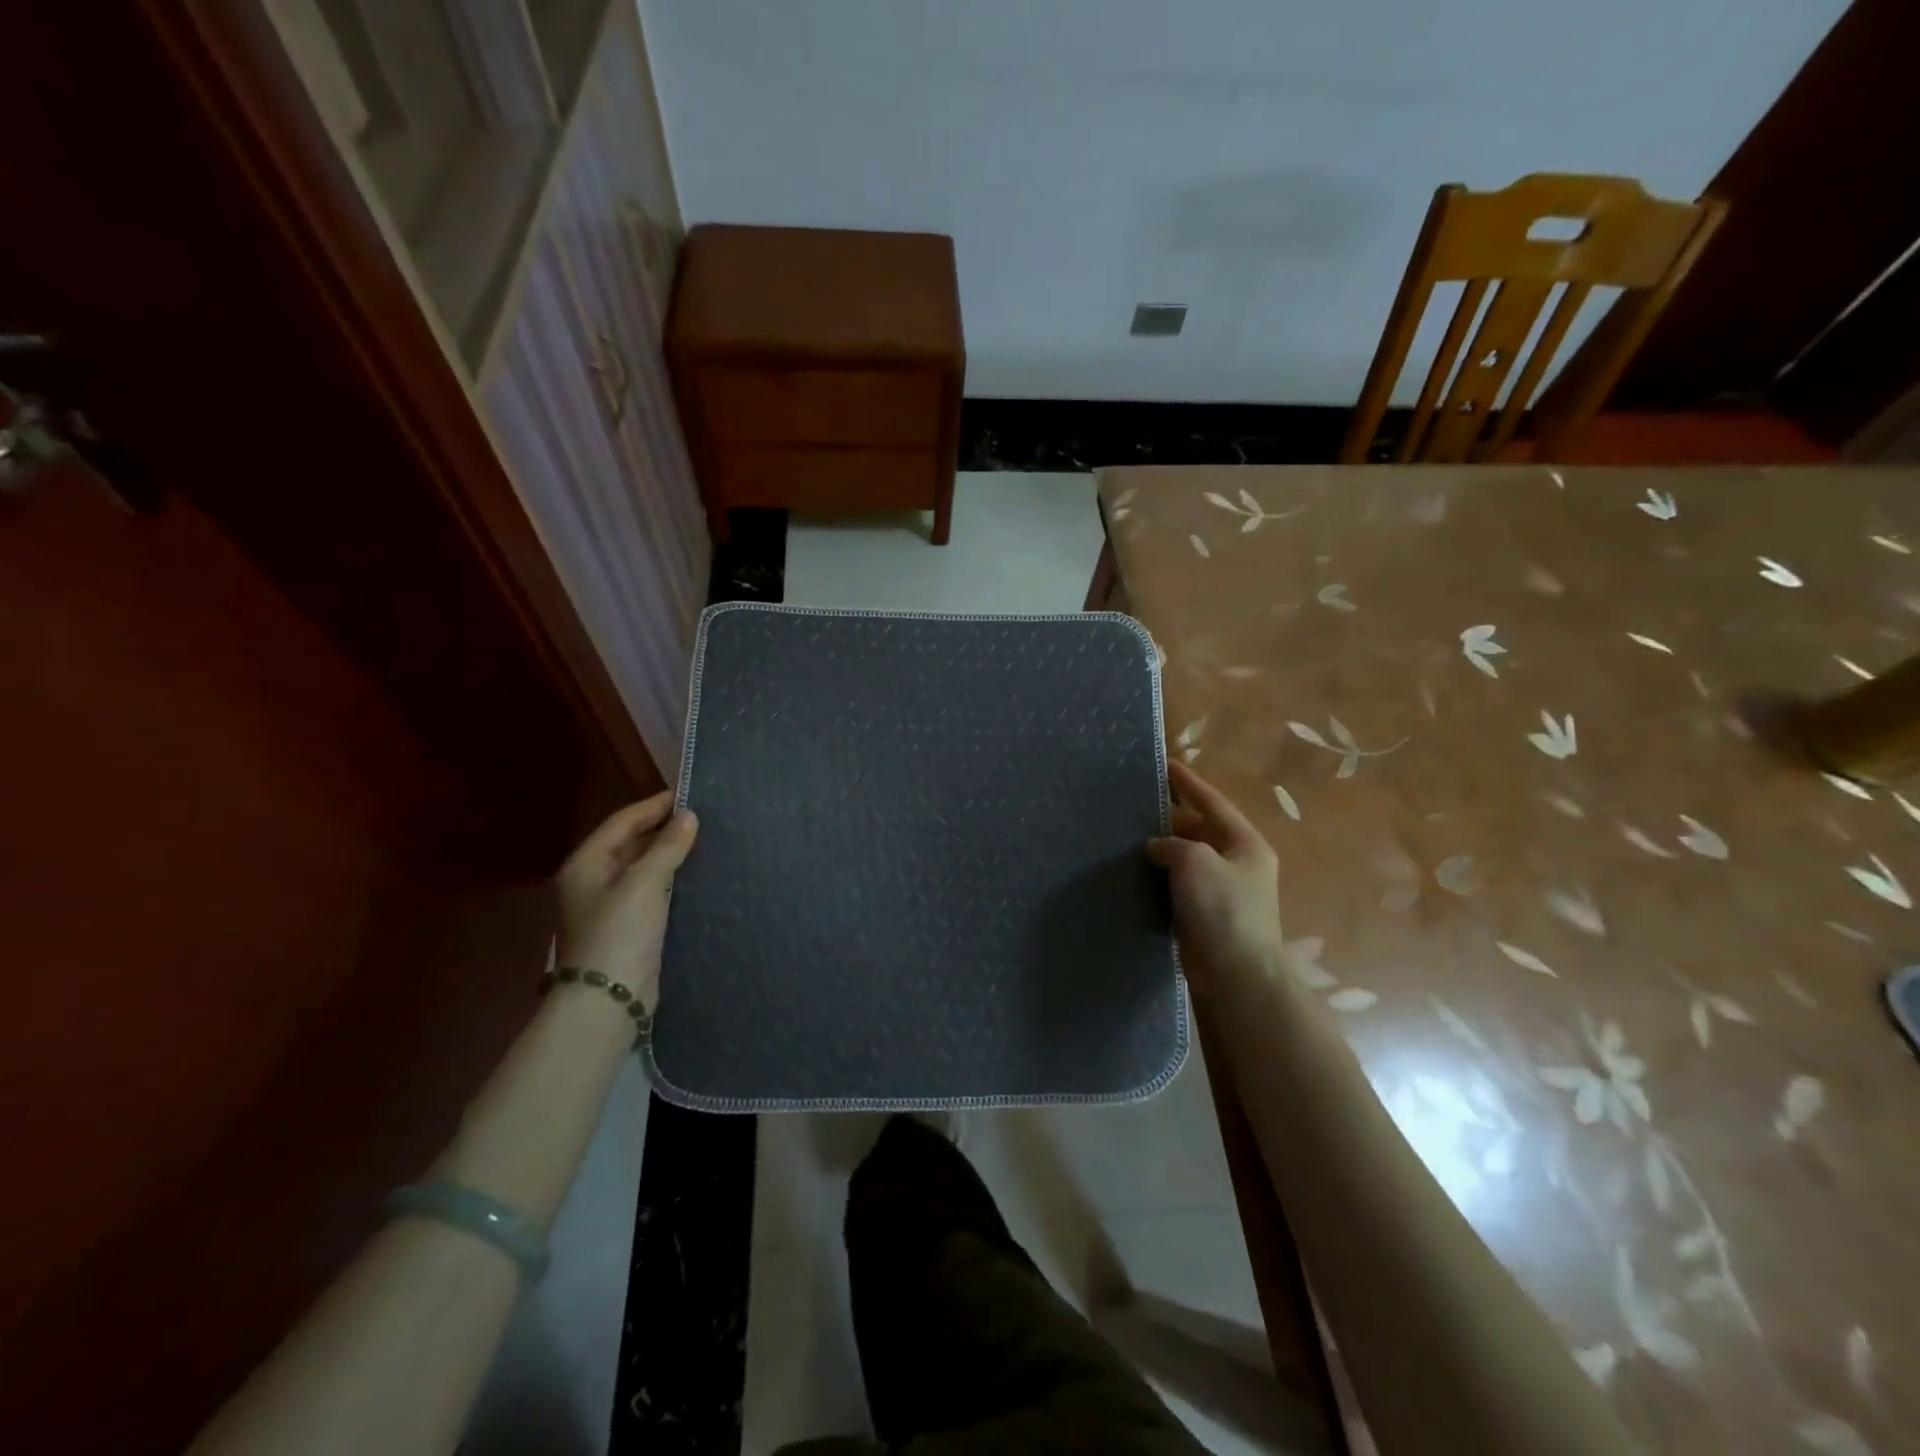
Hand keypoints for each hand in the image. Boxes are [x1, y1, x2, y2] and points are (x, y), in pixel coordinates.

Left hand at [555, 793, 697, 1009]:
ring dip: (671, 854)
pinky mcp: (631, 927)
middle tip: (703, 818)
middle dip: (664, 830)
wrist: (609, 1000)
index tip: (689, 796)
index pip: (622, 822)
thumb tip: (690, 816)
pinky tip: (698, 874)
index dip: (654, 806)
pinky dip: (673, 879)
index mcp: (586, 864)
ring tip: (706, 841)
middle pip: (632, 844)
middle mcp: (594, 881)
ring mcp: (612, 906)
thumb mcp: (644, 883)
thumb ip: (668, 846)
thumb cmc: (619, 933)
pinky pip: (654, 891)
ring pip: (644, 868)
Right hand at [1146, 761, 1283, 993]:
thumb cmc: (1222, 909)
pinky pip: (1180, 885)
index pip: (1213, 803)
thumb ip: (1174, 844)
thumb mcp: (1196, 862)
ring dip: (1163, 849)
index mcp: (1246, 844)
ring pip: (1188, 859)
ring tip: (1129, 835)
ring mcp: (1223, 892)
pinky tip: (1136, 872)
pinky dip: (1161, 876)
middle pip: (1201, 830)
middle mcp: (1238, 864)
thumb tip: (1158, 848)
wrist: (1236, 974)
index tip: (1166, 765)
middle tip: (1138, 805)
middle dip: (1171, 818)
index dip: (1189, 783)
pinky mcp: (1206, 915)